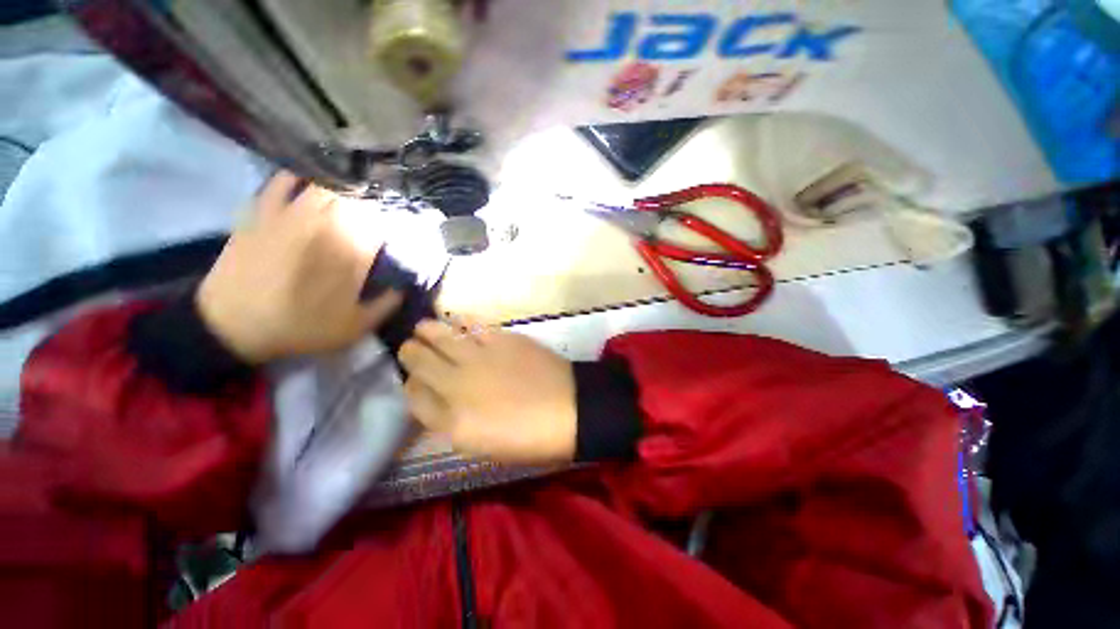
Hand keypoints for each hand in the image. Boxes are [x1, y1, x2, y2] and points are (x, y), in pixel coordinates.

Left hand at [197, 172, 401, 362]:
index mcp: (352, 255)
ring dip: (343, 188)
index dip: (393, 223)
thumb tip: (405, 286)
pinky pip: (282, 182)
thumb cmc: (300, 328)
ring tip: (349, 194)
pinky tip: (307, 181)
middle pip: (358, 200)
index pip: (383, 225)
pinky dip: (298, 177)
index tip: (395, 229)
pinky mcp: (263, 212)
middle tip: (375, 211)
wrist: (232, 325)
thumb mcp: (354, 328)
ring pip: (326, 186)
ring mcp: (291, 216)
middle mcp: (325, 228)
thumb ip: (386, 306)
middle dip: (372, 203)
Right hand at [399, 320, 576, 463]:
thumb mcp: (483, 446)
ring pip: (438, 336)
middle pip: (418, 361)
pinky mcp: (501, 339)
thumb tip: (437, 399)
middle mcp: (457, 385)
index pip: (413, 396)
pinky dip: (458, 322)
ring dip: (426, 332)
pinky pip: (470, 325)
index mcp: (452, 422)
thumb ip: (452, 423)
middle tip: (412, 348)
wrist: (570, 409)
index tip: (416, 381)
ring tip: (423, 329)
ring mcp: (479, 357)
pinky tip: (454, 321)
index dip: (411, 386)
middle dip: (411, 353)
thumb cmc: (530, 439)